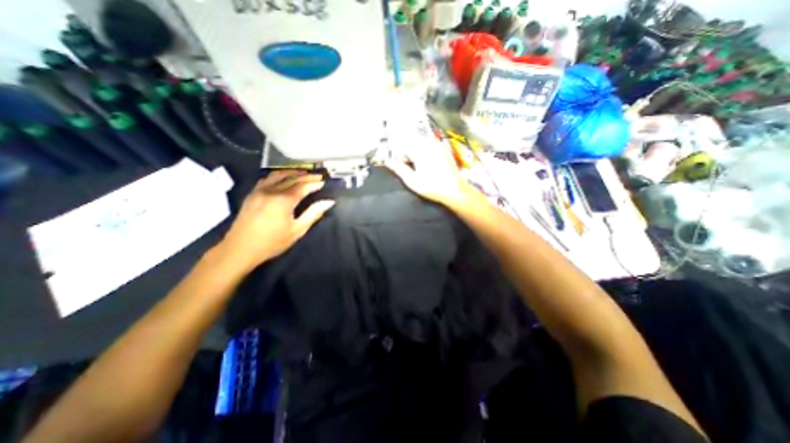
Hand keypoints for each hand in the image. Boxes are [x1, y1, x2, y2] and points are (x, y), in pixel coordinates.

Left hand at [217, 170, 333, 270]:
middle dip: (306, 176)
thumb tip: (328, 202)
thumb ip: (313, 213)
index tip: (324, 181)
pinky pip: (267, 179)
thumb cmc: (272, 242)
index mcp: (283, 200)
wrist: (239, 249)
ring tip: (303, 173)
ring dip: (293, 172)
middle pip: (292, 178)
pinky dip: (279, 175)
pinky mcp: (252, 194)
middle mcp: (271, 191)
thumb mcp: (297, 230)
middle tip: (318, 176)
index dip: (314, 183)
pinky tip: (283, 177)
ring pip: (278, 175)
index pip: (303, 186)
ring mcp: (259, 190)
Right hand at [386, 136, 478, 206]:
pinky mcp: (445, 150)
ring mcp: (439, 146)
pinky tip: (429, 166)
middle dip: (408, 155)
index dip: (400, 158)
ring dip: (417, 154)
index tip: (401, 168)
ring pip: (422, 145)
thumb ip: (399, 169)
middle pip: (412, 144)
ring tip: (419, 168)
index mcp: (420, 150)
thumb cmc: (432, 187)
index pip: (403, 147)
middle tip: (410, 169)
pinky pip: (431, 147)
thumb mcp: (412, 181)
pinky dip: (426, 154)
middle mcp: (429, 144)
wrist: (455, 191)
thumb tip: (387, 161)